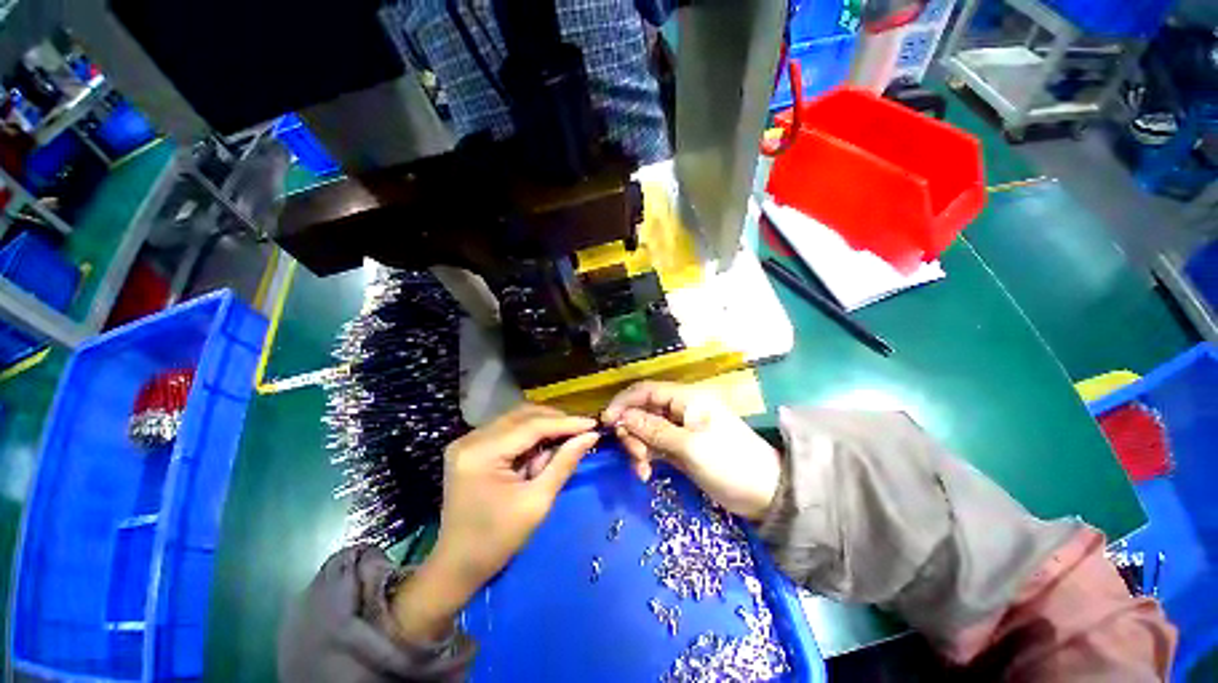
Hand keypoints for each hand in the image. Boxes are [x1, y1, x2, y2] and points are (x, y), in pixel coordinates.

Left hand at [391, 404, 598, 641]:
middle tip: (581, 432)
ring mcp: (467, 441)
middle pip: (523, 416)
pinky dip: (529, 435)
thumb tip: (590, 436)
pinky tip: (542, 449)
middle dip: (555, 422)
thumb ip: (564, 463)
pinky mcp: (470, 446)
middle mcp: (471, 439)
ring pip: (516, 419)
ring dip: (543, 427)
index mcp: (482, 453)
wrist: (456, 565)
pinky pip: (507, 429)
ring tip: (564, 442)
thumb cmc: (497, 540)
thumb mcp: (537, 502)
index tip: (592, 424)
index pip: (531, 426)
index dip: (565, 423)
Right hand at [603, 381, 780, 520]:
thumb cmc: (729, 463)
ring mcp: (679, 430)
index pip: (646, 390)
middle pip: (642, 411)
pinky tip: (646, 474)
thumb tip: (621, 416)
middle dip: (631, 431)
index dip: (624, 402)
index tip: (606, 422)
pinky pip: (654, 446)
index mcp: (686, 398)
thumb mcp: (689, 446)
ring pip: (645, 430)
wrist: (765, 494)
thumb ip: (653, 430)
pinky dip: (646, 458)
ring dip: (638, 448)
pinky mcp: (679, 448)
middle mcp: (680, 409)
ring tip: (642, 470)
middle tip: (633, 456)